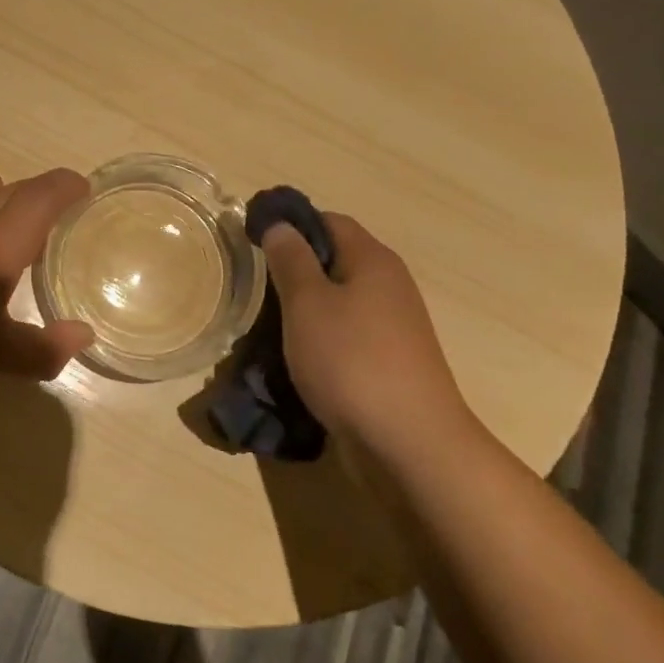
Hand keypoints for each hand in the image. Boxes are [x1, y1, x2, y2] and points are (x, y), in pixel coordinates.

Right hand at [261, 213, 479, 463]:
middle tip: (257, 290)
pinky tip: (300, 358)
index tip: (254, 243)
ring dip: (306, 309)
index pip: (328, 221)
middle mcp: (389, 284)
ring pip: (340, 300)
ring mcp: (394, 325)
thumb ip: (290, 259)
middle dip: (295, 271)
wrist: (409, 441)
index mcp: (373, 259)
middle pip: (335, 260)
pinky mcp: (391, 360)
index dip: (290, 225)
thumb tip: (280, 225)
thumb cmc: (351, 360)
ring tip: (271, 328)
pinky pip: (348, 334)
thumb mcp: (307, 303)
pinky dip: (322, 338)